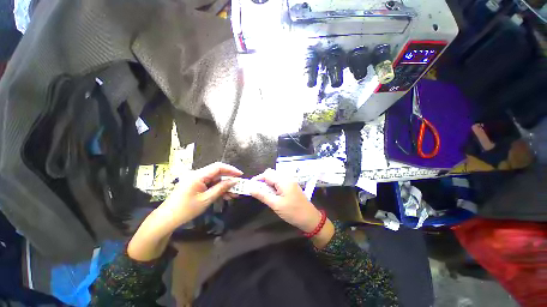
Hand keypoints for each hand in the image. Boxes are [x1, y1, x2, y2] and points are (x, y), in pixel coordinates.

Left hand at [128, 162, 241, 260]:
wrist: (167, 219)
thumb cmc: (186, 209)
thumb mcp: (207, 199)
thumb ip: (221, 188)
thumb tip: (235, 181)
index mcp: (198, 175)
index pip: (218, 167)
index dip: (231, 169)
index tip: (240, 175)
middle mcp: (197, 174)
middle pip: (217, 172)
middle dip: (229, 178)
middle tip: (238, 186)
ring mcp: (196, 179)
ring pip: (215, 178)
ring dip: (224, 185)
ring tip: (233, 194)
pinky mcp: (195, 185)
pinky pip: (210, 183)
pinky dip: (218, 188)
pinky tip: (224, 195)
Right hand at [250, 169, 322, 232]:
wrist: (309, 218)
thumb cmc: (292, 211)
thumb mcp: (276, 204)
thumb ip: (262, 195)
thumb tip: (251, 189)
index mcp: (283, 180)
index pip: (267, 174)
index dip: (258, 178)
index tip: (250, 186)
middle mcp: (287, 178)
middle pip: (271, 173)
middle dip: (263, 180)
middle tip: (257, 190)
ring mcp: (290, 181)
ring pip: (276, 177)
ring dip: (268, 182)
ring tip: (263, 192)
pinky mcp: (292, 185)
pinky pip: (280, 181)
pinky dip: (274, 185)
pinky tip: (272, 193)